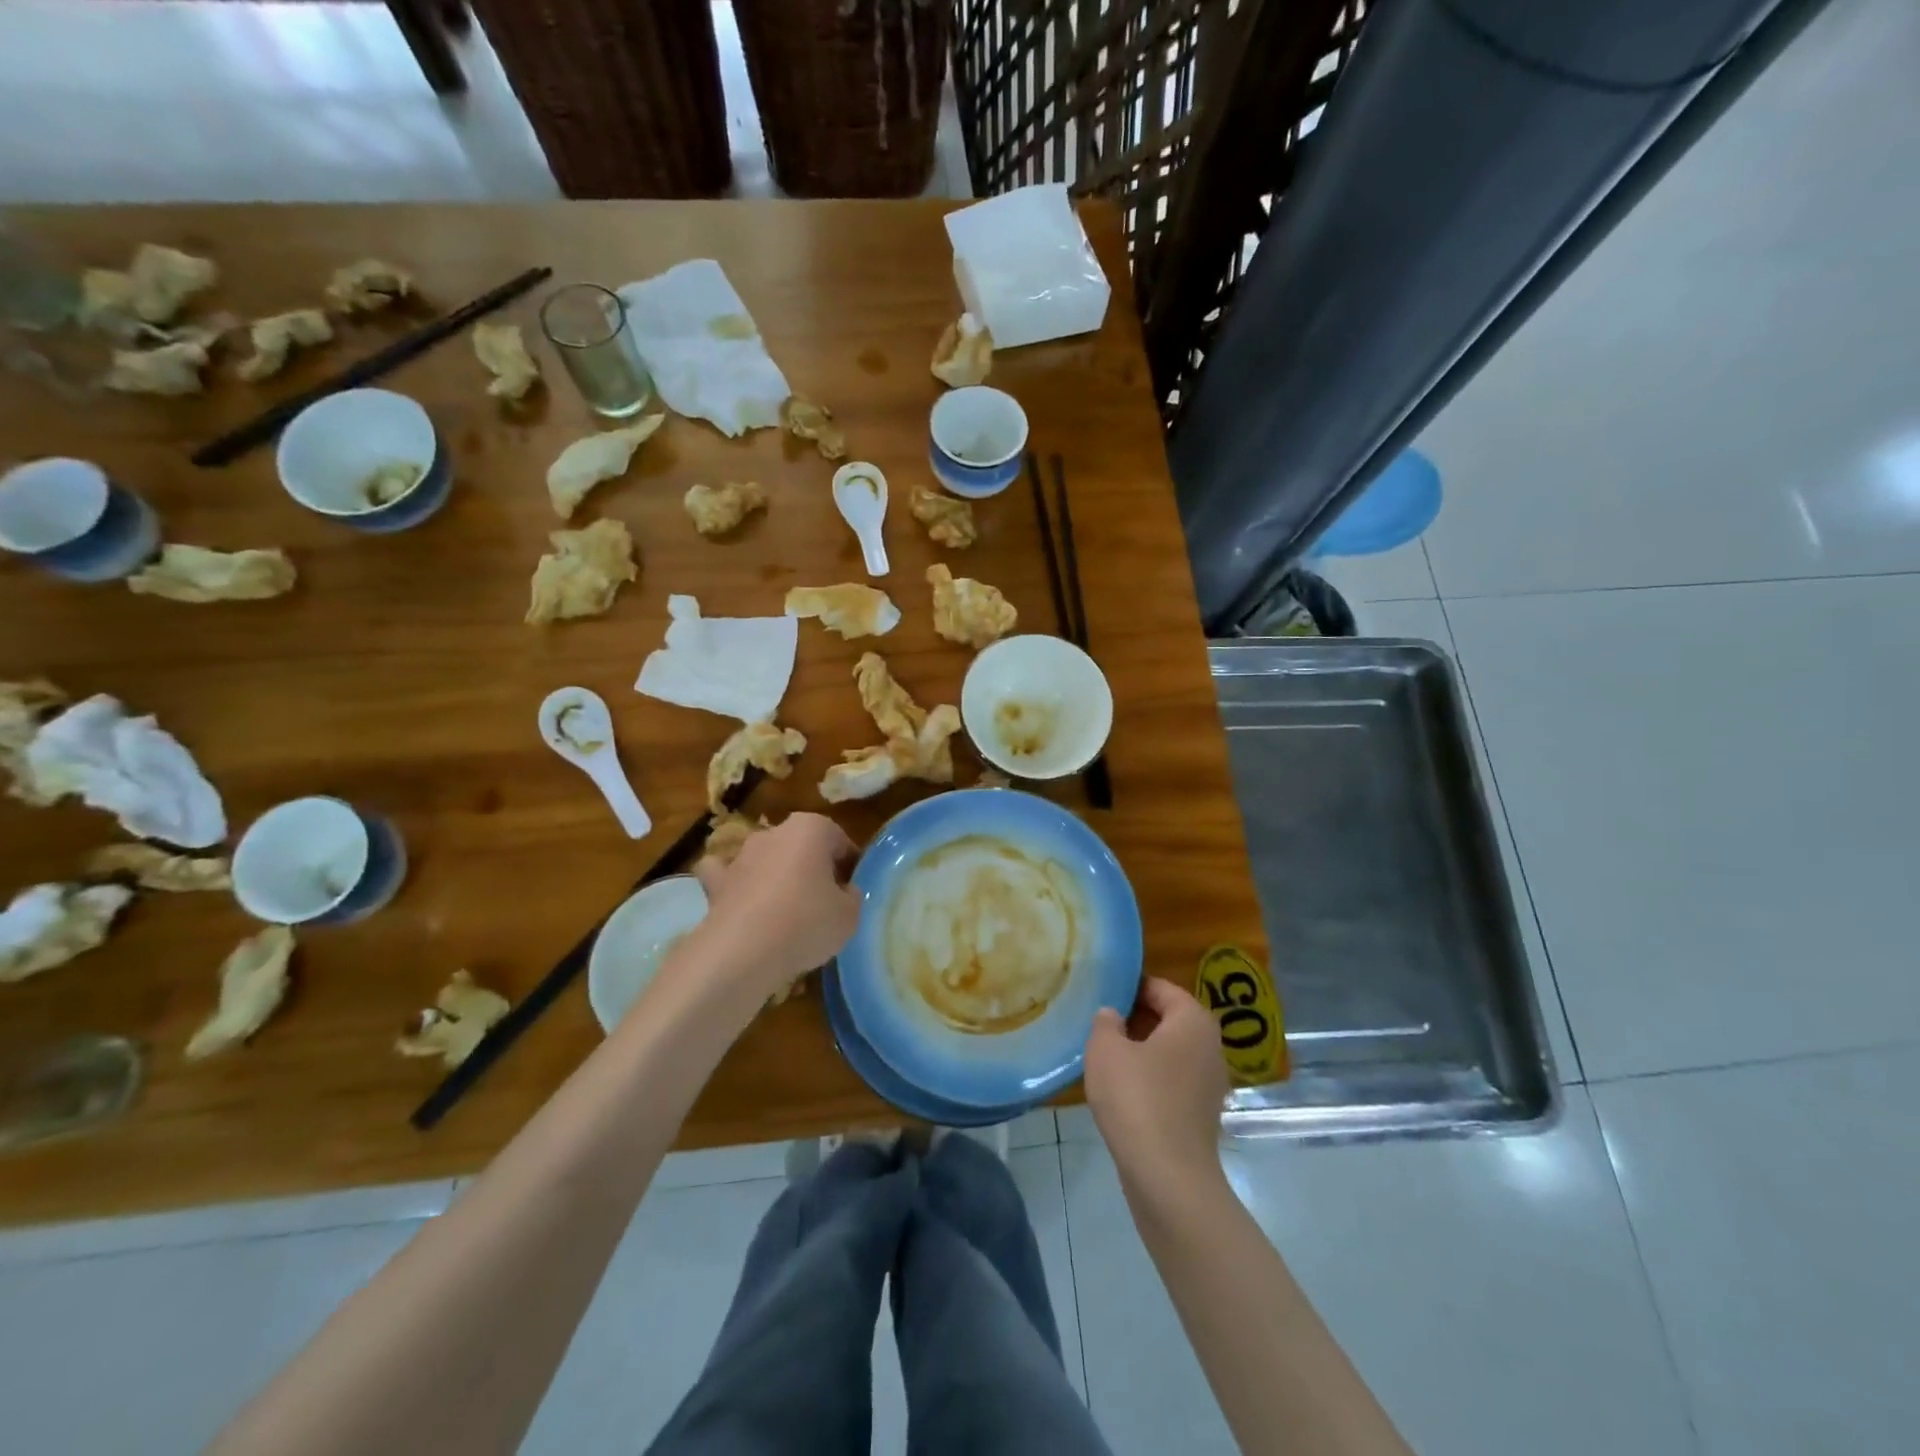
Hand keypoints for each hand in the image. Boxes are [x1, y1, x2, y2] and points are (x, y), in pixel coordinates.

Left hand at [690, 813, 860, 1000]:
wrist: (743, 951)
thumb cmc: (807, 922)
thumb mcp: (850, 915)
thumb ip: (851, 896)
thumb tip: (843, 892)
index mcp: (812, 828)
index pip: (839, 840)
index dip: (848, 865)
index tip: (851, 890)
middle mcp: (774, 832)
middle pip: (801, 845)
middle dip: (812, 866)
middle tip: (823, 900)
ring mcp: (741, 855)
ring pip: (765, 857)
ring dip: (774, 874)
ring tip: (785, 910)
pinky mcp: (715, 881)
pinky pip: (726, 875)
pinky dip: (733, 884)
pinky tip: (742, 902)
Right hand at [1084, 977, 1229, 1194]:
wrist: (1169, 1178)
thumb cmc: (1137, 1099)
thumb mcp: (1105, 1050)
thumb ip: (1105, 1022)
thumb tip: (1113, 1015)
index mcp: (1193, 1020)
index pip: (1160, 988)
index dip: (1129, 988)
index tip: (1101, 994)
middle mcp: (1210, 1046)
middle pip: (1168, 1019)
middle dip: (1134, 1019)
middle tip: (1099, 1024)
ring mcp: (1210, 1083)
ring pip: (1169, 1052)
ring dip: (1140, 1051)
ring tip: (1105, 1057)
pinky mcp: (1202, 1114)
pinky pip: (1172, 1081)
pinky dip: (1150, 1079)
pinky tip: (1121, 1091)